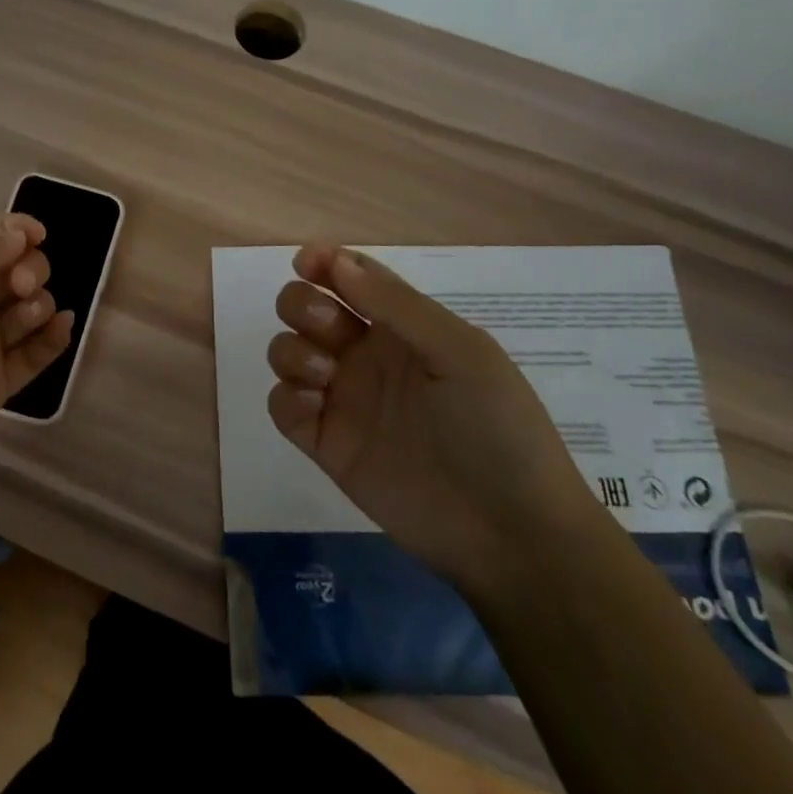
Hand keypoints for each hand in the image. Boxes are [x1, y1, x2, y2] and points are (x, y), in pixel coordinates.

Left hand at [0, 213, 73, 523]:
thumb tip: (16, 236)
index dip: (8, 230)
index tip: (37, 234)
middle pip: (9, 270)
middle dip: (27, 266)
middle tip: (23, 285)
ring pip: (26, 307)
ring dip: (39, 300)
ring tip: (32, 313)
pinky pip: (35, 352)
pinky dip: (52, 336)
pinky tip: (61, 327)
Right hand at [265, 245, 599, 595]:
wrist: (509, 532)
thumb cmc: (496, 428)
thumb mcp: (460, 353)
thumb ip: (397, 306)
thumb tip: (335, 261)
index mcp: (403, 328)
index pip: (352, 279)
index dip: (324, 262)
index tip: (305, 262)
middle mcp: (366, 356)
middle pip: (309, 309)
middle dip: (301, 304)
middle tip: (327, 326)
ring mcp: (344, 400)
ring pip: (288, 352)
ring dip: (292, 351)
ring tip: (324, 375)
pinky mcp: (326, 444)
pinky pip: (283, 406)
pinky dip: (287, 397)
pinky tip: (315, 406)